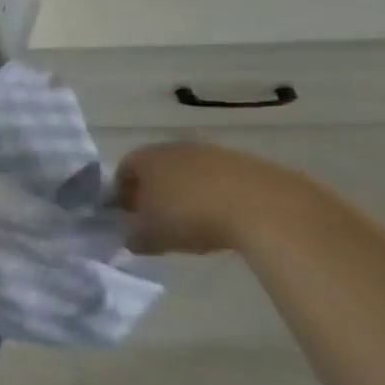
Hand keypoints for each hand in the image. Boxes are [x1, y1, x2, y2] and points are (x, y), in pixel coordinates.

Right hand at [114, 141, 310, 254]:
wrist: (263, 207)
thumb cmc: (191, 217)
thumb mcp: (151, 236)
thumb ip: (133, 237)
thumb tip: (131, 237)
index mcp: (146, 158)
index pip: (123, 170)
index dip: (121, 194)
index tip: (128, 217)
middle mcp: (175, 147)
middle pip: (157, 169)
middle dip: (155, 193)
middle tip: (160, 220)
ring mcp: (213, 152)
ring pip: (190, 173)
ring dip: (187, 194)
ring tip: (195, 223)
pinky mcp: (246, 162)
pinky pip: (220, 180)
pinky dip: (216, 196)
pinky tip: (225, 219)